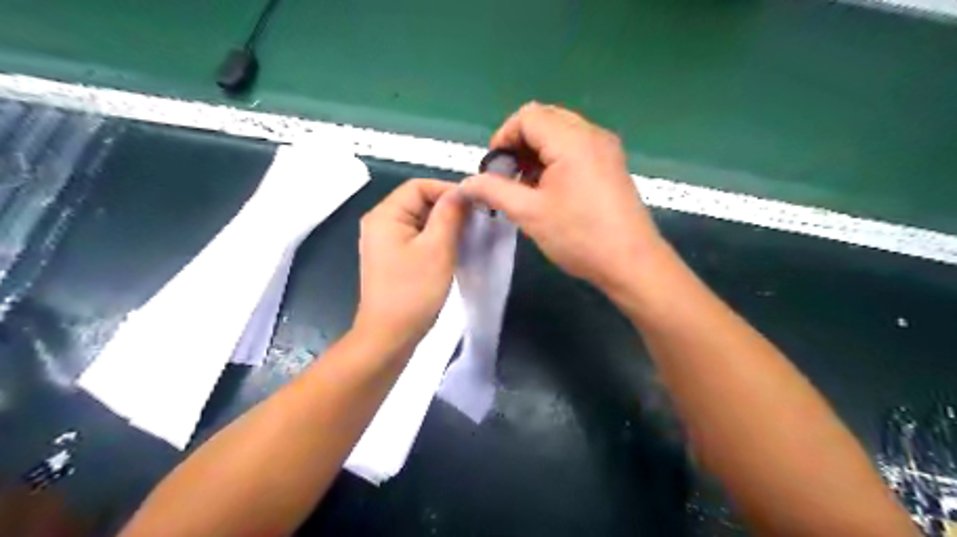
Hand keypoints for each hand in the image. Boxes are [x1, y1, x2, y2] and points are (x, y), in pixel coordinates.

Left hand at [354, 177, 466, 349]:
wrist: (389, 336)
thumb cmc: (413, 291)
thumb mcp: (438, 248)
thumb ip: (450, 214)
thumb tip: (462, 191)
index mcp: (385, 215)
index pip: (419, 186)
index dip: (448, 190)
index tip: (475, 205)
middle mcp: (380, 223)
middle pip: (418, 202)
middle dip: (448, 209)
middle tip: (475, 223)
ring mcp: (384, 242)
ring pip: (420, 221)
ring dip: (444, 225)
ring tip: (467, 237)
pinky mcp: (392, 258)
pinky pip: (416, 238)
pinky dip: (435, 239)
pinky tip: (452, 250)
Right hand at [459, 104, 662, 291]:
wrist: (631, 263)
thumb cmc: (579, 237)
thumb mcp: (529, 214)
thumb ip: (494, 191)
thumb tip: (466, 183)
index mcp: (572, 140)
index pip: (528, 116)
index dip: (503, 136)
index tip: (493, 168)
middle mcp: (592, 135)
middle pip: (545, 119)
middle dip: (520, 143)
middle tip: (508, 175)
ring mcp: (606, 149)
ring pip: (561, 133)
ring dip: (537, 152)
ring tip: (526, 185)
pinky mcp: (612, 165)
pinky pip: (577, 147)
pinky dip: (556, 159)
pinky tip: (549, 188)